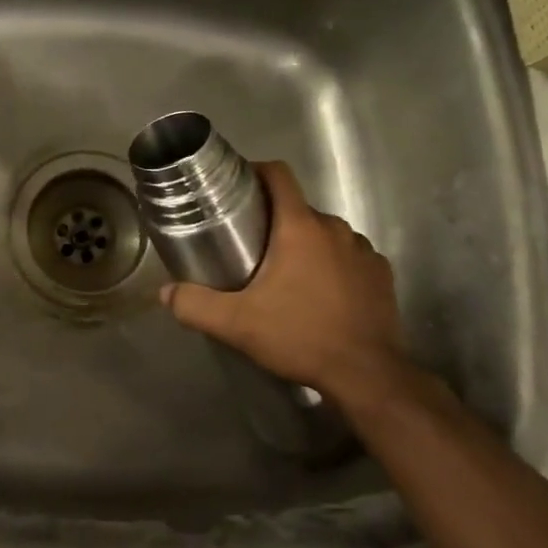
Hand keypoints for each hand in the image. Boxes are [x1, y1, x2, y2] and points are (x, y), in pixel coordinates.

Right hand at [160, 161, 416, 414]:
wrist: (367, 375)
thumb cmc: (300, 336)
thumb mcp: (237, 324)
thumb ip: (196, 305)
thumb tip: (165, 293)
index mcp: (300, 227)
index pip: (279, 176)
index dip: (257, 171)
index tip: (239, 185)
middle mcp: (335, 229)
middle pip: (299, 208)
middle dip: (275, 220)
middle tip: (251, 245)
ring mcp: (363, 250)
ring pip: (326, 233)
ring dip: (306, 244)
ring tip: (287, 273)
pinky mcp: (381, 274)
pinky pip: (350, 256)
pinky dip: (334, 265)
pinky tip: (322, 292)